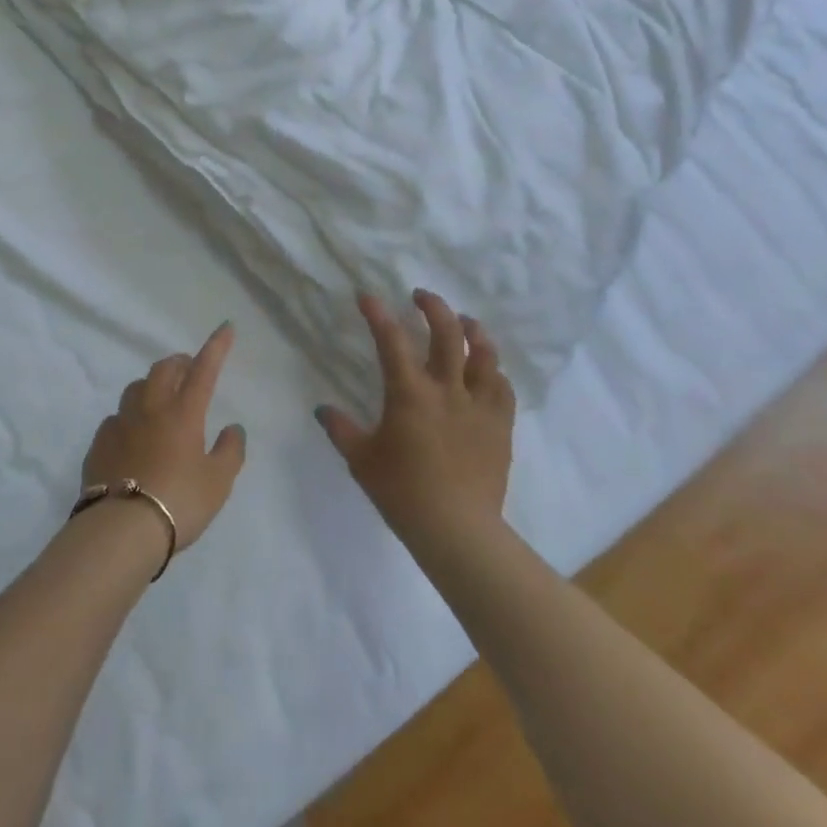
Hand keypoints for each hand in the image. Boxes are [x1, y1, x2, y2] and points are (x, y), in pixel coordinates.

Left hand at [81, 323, 246, 553]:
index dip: (216, 346)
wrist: (122, 529)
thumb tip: (233, 428)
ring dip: (152, 384)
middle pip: (164, 369)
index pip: (204, 369)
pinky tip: (132, 433)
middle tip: (189, 369)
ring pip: (136, 387)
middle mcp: (151, 408)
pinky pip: (116, 417)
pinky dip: (129, 416)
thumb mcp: (218, 482)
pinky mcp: (99, 442)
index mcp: (184, 412)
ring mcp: (121, 423)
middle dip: (179, 362)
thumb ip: (230, 451)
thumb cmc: (179, 501)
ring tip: (160, 397)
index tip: (225, 327)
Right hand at [316, 291, 515, 546]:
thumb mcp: (361, 460)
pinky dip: (493, 371)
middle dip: (433, 307)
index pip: (391, 340)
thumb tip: (322, 409)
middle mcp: (447, 389)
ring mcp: (478, 406)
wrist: (457, 529)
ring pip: (483, 354)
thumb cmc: (402, 492)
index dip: (378, 313)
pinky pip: (503, 387)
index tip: (367, 296)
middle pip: (446, 333)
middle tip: (422, 296)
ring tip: (465, 321)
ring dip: (472, 331)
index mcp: (409, 393)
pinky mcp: (501, 425)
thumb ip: (340, 429)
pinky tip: (488, 370)